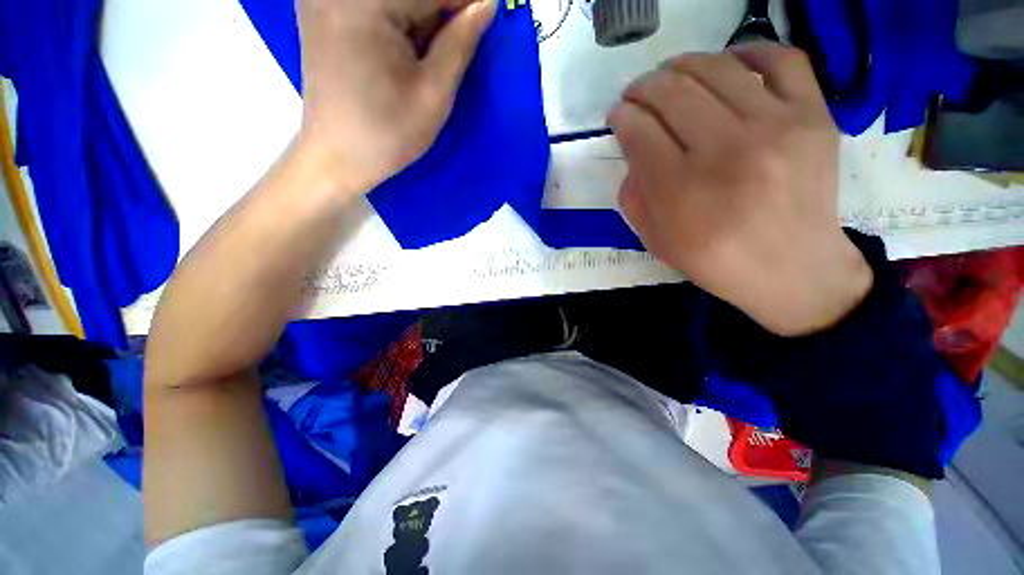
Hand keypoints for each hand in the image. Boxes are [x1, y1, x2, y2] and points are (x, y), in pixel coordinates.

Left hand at [295, 0, 495, 192]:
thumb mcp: (434, 95)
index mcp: (364, 4)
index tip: (485, 19)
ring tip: (427, 58)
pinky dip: (400, 21)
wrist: (337, 157)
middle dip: (441, 12)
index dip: (465, 4)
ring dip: (422, 20)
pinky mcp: (321, 8)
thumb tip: (487, 3)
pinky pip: (375, 6)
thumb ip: (460, 43)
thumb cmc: (388, 134)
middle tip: (458, 44)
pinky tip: (407, 50)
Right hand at [609, 43, 871, 335]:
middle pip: (671, 92)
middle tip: (636, 95)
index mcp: (680, 190)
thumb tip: (634, 151)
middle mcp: (726, 150)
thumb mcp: (654, 241)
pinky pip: (781, 60)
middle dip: (642, 88)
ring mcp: (776, 127)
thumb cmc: (715, 260)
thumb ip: (633, 195)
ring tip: (671, 75)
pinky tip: (728, 63)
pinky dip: (748, 50)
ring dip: (681, 66)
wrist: (793, 270)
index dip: (621, 117)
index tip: (618, 116)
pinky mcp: (814, 116)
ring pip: (716, 68)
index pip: (639, 131)